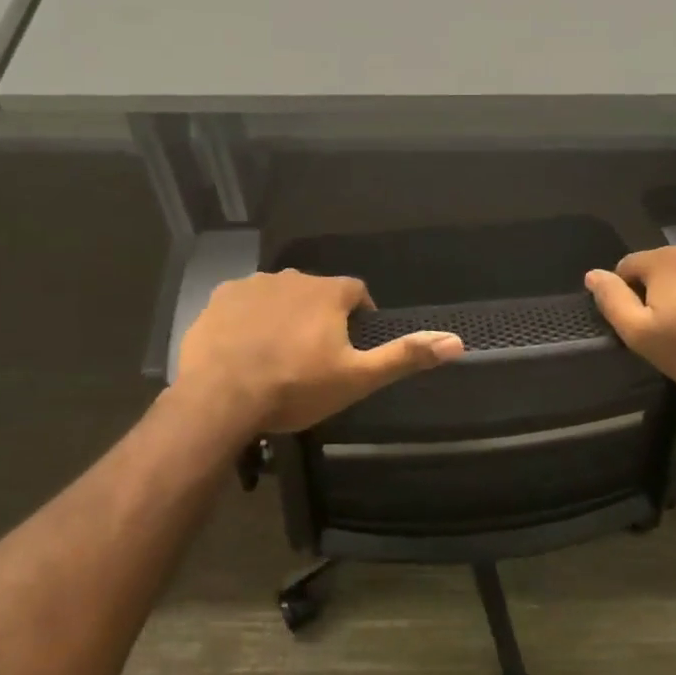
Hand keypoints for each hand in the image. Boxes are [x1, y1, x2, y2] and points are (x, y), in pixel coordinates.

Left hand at [175, 271, 463, 433]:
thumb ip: (405, 356)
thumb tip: (457, 341)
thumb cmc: (295, 387)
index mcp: (328, 292)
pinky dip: (250, 320)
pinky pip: (243, 304)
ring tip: (278, 354)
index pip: (357, 291)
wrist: (220, 397)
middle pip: (316, 292)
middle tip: (315, 356)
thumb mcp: (358, 378)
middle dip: (320, 316)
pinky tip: (245, 349)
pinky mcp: (218, 300)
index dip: (360, 315)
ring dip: (284, 316)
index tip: (354, 343)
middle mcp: (291, 277)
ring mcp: (250, 286)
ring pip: (279, 296)